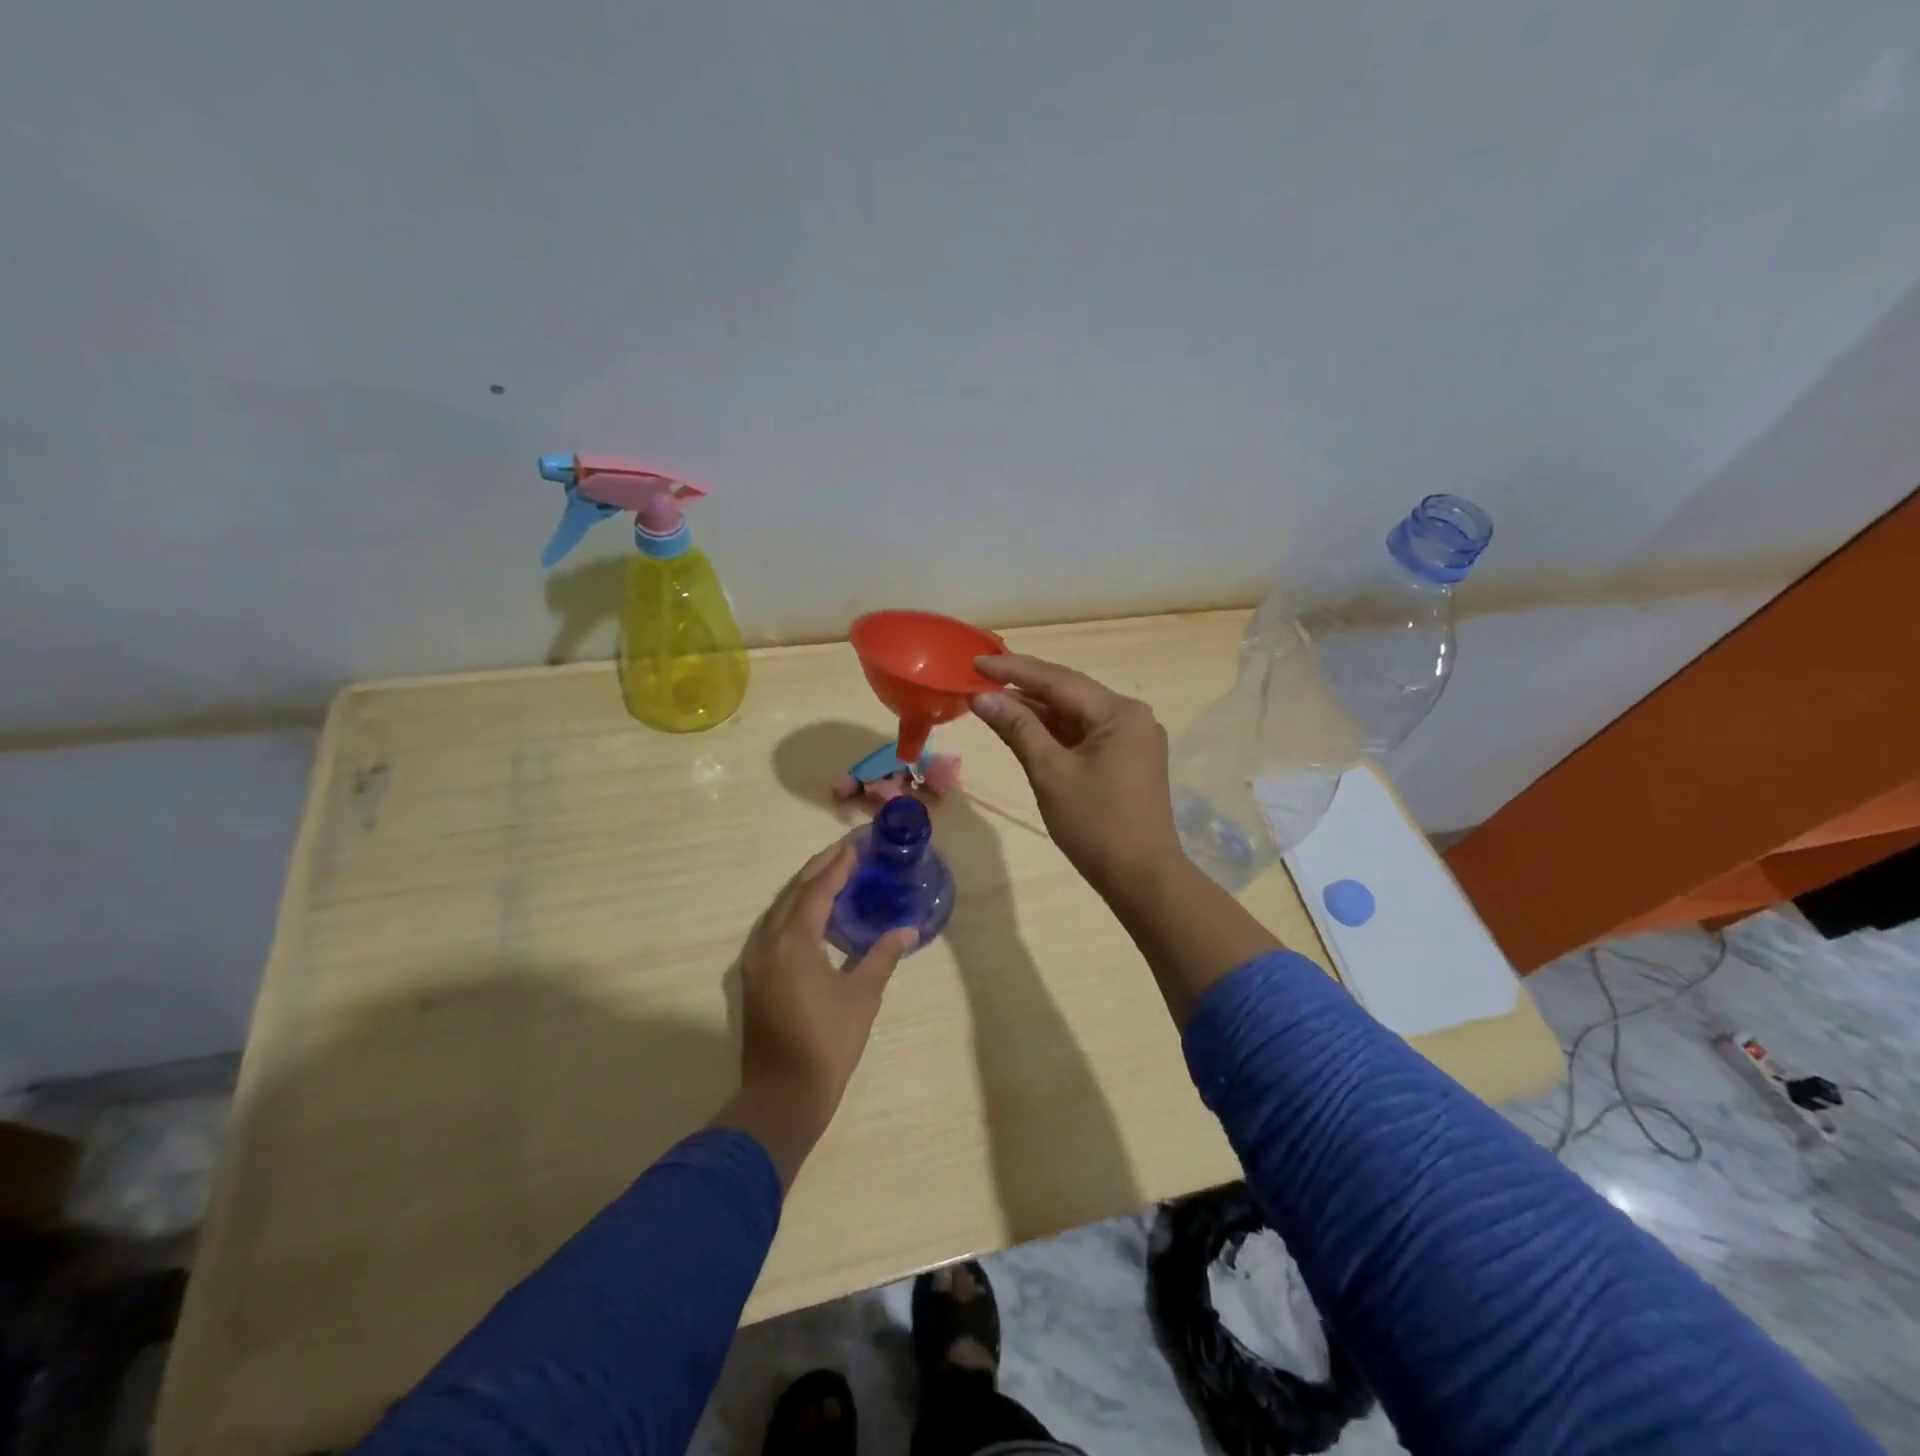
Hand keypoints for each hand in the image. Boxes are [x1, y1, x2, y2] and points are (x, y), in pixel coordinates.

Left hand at [715, 838, 917, 1186]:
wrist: (783, 1096)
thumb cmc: (828, 1043)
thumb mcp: (862, 996)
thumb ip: (882, 956)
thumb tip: (906, 929)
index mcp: (794, 942)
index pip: (818, 890)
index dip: (838, 865)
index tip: (857, 845)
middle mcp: (768, 942)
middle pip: (794, 892)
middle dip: (819, 868)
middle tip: (846, 851)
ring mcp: (755, 960)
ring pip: (779, 908)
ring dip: (804, 887)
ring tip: (831, 873)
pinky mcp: (753, 976)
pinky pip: (772, 927)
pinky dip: (793, 910)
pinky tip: (811, 913)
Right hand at [971, 654, 1183, 898]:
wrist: (1142, 878)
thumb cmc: (1095, 824)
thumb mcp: (1050, 772)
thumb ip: (1018, 728)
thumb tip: (982, 698)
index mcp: (1119, 712)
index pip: (1058, 680)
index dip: (1014, 670)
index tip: (976, 662)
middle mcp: (1131, 716)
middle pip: (1069, 693)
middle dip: (1023, 687)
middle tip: (980, 678)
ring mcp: (1132, 739)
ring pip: (1075, 715)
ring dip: (1037, 710)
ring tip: (993, 702)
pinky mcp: (1127, 760)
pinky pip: (1084, 735)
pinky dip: (1054, 732)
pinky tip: (1025, 728)